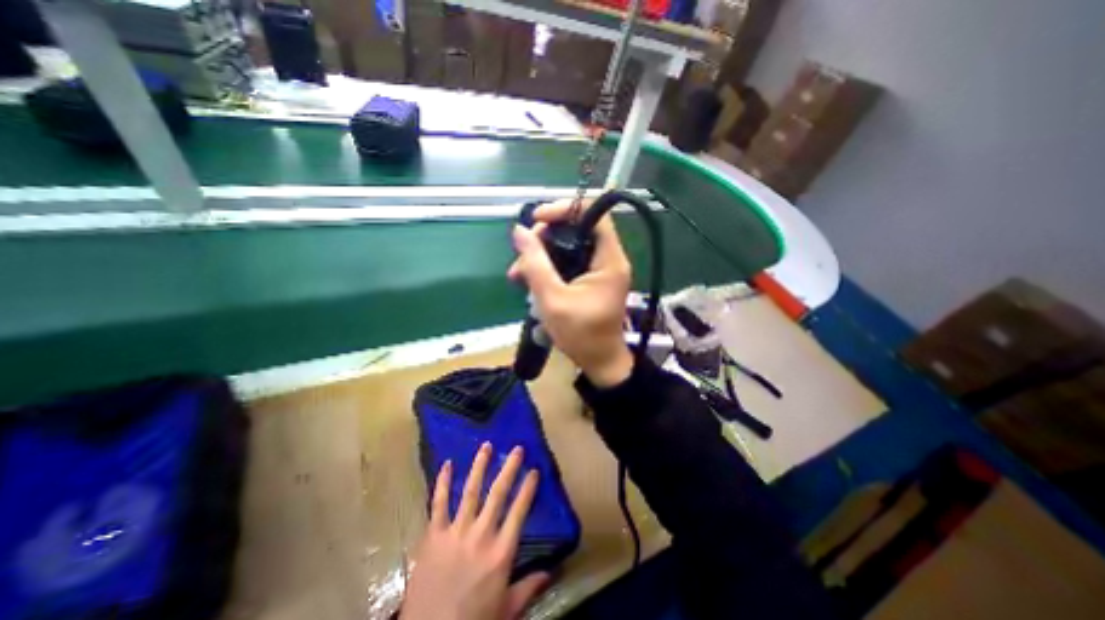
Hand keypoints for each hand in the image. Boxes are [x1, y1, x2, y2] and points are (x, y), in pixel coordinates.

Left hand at [403, 444, 546, 616]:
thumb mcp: (506, 611)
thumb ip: (528, 587)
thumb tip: (550, 571)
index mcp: (501, 552)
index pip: (519, 511)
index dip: (528, 489)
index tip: (534, 470)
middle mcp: (481, 535)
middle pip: (498, 494)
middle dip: (509, 468)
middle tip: (516, 449)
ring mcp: (455, 532)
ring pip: (470, 491)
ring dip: (479, 466)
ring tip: (486, 446)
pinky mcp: (433, 535)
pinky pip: (438, 503)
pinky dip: (442, 483)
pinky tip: (447, 464)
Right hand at [507, 200, 633, 387]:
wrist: (599, 362)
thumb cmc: (581, 335)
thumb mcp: (552, 300)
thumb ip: (535, 264)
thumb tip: (519, 231)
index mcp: (609, 260)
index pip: (594, 213)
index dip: (564, 209)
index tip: (537, 220)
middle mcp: (608, 259)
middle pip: (576, 229)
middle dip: (544, 238)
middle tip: (522, 256)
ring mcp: (599, 269)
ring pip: (567, 246)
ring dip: (541, 256)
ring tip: (517, 275)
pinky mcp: (589, 279)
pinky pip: (567, 262)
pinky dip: (547, 268)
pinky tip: (528, 281)